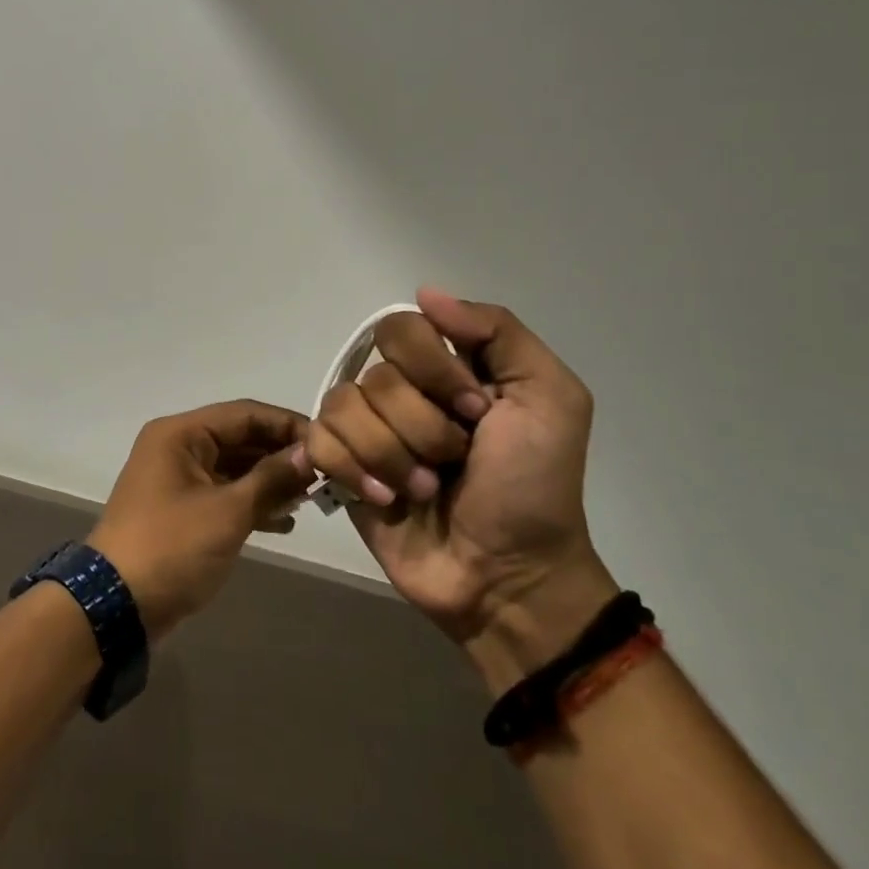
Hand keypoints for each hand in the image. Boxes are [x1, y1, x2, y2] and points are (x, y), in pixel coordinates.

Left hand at [87, 400, 311, 641]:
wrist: (117, 605)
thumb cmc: (172, 547)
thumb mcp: (227, 512)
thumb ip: (271, 479)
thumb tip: (309, 453)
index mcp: (181, 434)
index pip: (245, 414)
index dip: (287, 425)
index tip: (328, 444)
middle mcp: (178, 447)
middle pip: (240, 438)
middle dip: (281, 456)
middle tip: (325, 474)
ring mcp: (179, 479)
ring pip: (235, 468)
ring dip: (271, 481)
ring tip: (311, 499)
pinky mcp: (182, 509)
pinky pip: (225, 494)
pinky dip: (252, 503)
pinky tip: (285, 521)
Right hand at [306, 288, 617, 689]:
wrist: (508, 575)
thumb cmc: (534, 487)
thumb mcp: (550, 399)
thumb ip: (498, 332)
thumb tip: (425, 293)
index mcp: (446, 367)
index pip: (402, 328)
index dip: (434, 368)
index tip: (477, 411)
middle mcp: (400, 390)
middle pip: (376, 375)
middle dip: (422, 426)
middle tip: (455, 459)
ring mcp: (367, 429)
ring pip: (344, 408)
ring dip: (393, 457)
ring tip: (425, 490)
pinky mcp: (341, 468)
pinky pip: (319, 441)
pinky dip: (354, 470)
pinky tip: (386, 499)